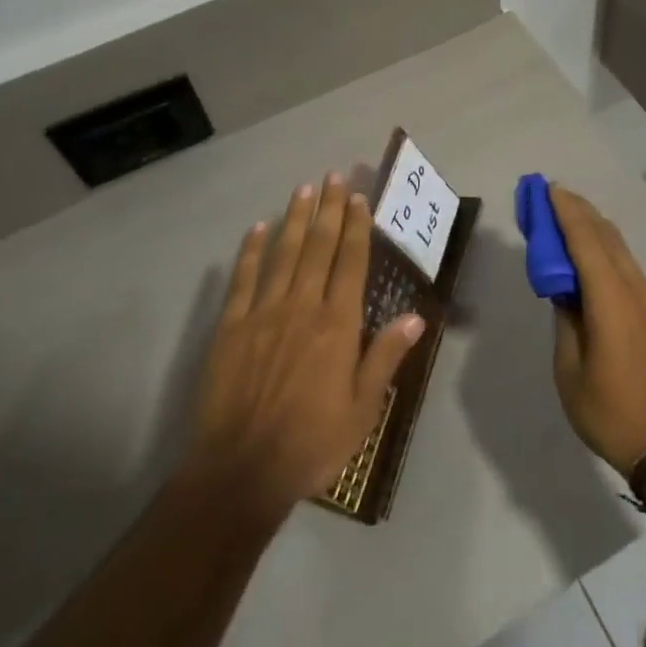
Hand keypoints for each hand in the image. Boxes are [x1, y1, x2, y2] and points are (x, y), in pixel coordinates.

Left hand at [182, 174, 424, 514]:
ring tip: (303, 189)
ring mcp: (263, 312)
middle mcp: (302, 306)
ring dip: (294, 218)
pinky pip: (243, 278)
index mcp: (337, 324)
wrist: (240, 471)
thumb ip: (385, 357)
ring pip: (283, 253)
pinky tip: (258, 228)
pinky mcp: (230, 326)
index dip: (355, 226)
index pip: (350, 261)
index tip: (358, 197)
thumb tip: (415, 316)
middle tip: (333, 175)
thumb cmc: (311, 443)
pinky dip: (251, 250)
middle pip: (318, 246)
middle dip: (327, 208)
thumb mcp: (362, 410)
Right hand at [549, 185, 645, 475]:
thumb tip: (563, 291)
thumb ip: (565, 321)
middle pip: (607, 237)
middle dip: (579, 211)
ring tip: (567, 220)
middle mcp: (636, 291)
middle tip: (552, 197)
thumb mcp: (570, 370)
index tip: (548, 189)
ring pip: (621, 250)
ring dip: (593, 229)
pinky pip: (628, 268)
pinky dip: (606, 250)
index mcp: (611, 302)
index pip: (587, 242)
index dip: (566, 212)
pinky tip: (591, 257)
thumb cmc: (611, 413)